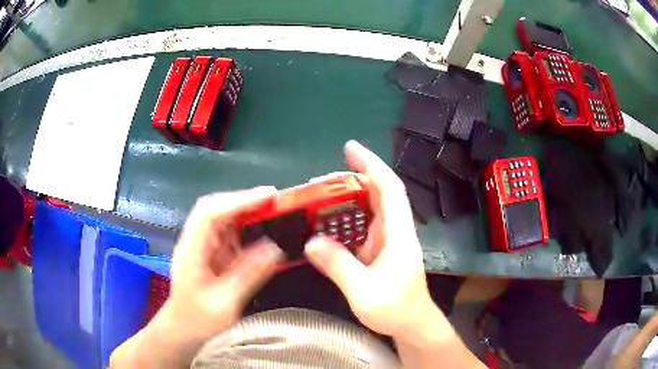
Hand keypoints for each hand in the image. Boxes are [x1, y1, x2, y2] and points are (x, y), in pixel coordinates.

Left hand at [110, 187, 283, 367]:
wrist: (182, 332)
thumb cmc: (198, 321)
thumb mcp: (224, 302)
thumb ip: (248, 274)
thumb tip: (274, 248)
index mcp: (191, 251)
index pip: (211, 213)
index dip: (239, 200)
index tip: (268, 196)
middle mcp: (194, 242)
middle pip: (215, 209)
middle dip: (243, 202)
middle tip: (274, 201)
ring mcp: (201, 248)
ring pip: (221, 219)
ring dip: (245, 213)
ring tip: (272, 212)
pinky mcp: (209, 255)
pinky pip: (227, 235)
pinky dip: (244, 230)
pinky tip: (260, 234)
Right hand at [304, 140, 437, 340]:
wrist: (412, 324)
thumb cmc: (395, 309)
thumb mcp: (364, 291)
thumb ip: (338, 265)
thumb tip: (311, 241)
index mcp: (398, 234)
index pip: (389, 188)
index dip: (371, 165)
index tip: (350, 149)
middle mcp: (395, 231)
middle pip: (378, 194)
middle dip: (353, 178)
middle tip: (321, 179)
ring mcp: (388, 240)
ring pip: (369, 209)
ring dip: (348, 198)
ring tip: (320, 197)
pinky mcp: (380, 251)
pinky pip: (362, 226)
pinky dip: (346, 219)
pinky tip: (328, 223)